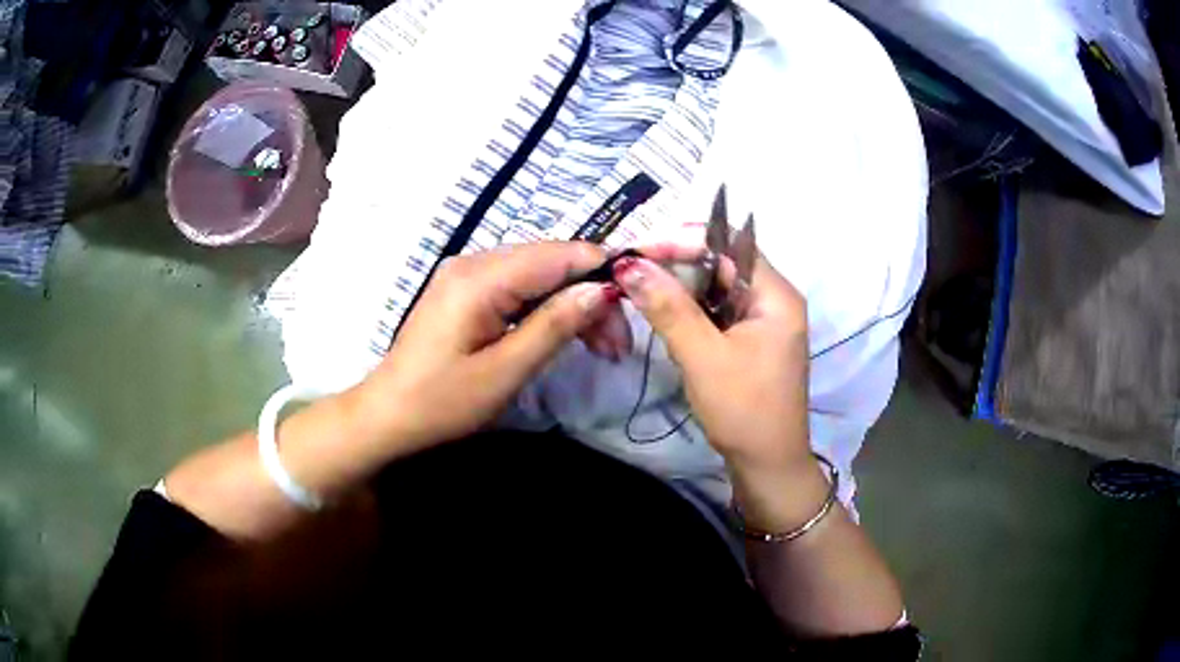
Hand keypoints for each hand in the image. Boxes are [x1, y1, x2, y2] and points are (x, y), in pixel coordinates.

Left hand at [353, 242, 617, 455]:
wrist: (388, 415)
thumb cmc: (442, 402)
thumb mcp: (505, 371)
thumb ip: (554, 325)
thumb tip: (602, 290)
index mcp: (480, 278)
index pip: (558, 254)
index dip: (603, 269)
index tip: (637, 302)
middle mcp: (474, 262)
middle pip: (551, 261)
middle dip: (591, 294)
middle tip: (618, 344)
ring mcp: (467, 274)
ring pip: (539, 274)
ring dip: (572, 303)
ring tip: (602, 346)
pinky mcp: (465, 291)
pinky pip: (519, 286)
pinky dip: (547, 307)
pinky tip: (566, 333)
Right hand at [614, 247, 822, 528]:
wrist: (767, 465)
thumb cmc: (743, 410)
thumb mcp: (702, 356)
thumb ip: (667, 307)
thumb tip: (628, 265)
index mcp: (777, 295)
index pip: (730, 246)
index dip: (684, 242)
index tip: (640, 250)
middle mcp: (775, 300)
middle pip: (724, 264)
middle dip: (679, 263)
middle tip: (633, 267)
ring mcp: (764, 321)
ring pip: (718, 288)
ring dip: (682, 286)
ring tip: (640, 284)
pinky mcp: (751, 341)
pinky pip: (719, 311)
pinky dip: (691, 308)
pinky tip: (664, 311)